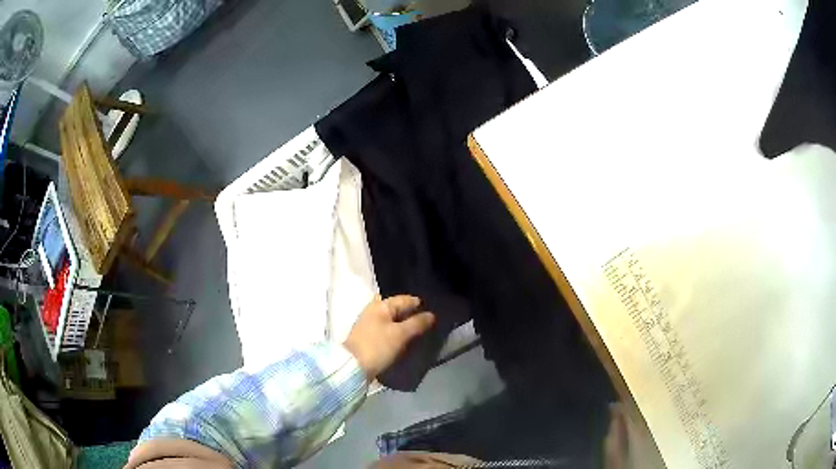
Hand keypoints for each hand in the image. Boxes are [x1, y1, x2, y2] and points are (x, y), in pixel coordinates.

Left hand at [344, 295, 434, 379]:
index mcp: (380, 305)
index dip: (419, 304)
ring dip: (404, 325)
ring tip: (420, 332)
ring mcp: (370, 324)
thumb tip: (431, 314)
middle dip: (411, 314)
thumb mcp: (400, 334)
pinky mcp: (369, 337)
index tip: (434, 312)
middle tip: (428, 323)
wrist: (353, 367)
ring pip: (392, 320)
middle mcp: (373, 310)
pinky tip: (406, 340)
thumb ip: (417, 323)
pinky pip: (387, 330)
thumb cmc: (378, 346)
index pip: (405, 299)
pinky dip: (397, 333)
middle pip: (397, 309)